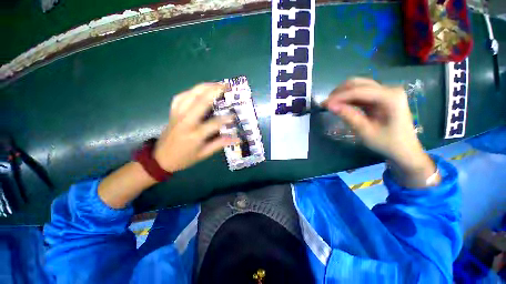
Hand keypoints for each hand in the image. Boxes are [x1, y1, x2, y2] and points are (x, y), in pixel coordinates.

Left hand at [154, 83, 238, 171]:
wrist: (160, 159)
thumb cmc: (184, 158)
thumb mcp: (203, 154)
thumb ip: (220, 144)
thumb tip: (236, 138)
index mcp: (195, 134)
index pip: (214, 123)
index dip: (226, 118)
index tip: (235, 115)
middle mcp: (185, 121)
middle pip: (201, 101)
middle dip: (215, 91)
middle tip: (226, 87)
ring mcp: (177, 115)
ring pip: (190, 95)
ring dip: (204, 87)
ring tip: (216, 84)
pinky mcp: (172, 112)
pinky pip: (180, 97)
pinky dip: (190, 91)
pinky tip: (198, 90)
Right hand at [323, 78, 437, 186]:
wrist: (404, 150)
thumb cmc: (387, 143)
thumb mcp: (365, 132)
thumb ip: (348, 116)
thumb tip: (329, 106)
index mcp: (390, 97)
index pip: (359, 91)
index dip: (339, 97)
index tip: (323, 104)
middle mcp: (389, 89)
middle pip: (358, 83)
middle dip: (339, 92)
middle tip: (326, 104)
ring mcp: (386, 92)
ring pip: (358, 86)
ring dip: (342, 94)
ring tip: (330, 105)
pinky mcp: (381, 97)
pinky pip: (361, 93)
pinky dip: (348, 98)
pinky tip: (341, 105)